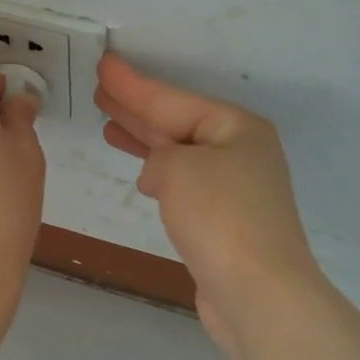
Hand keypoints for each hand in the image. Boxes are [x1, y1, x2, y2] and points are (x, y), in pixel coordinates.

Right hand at [95, 53, 321, 345]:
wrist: (258, 293)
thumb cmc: (220, 216)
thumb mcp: (178, 168)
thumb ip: (159, 157)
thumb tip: (160, 175)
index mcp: (236, 128)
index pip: (171, 99)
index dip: (133, 85)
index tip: (103, 65)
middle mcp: (239, 152)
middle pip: (177, 122)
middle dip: (137, 109)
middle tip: (100, 92)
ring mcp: (234, 189)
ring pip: (179, 154)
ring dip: (144, 140)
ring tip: (109, 125)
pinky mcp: (225, 222)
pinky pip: (184, 184)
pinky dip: (160, 174)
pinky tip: (142, 174)